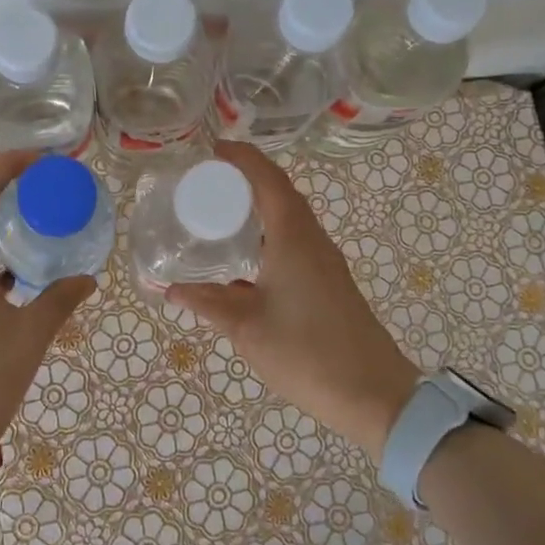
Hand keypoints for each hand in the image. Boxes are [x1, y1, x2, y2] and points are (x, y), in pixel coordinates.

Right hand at [169, 142, 419, 460]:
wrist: (374, 394)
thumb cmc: (306, 352)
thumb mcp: (246, 327)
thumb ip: (207, 303)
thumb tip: (169, 289)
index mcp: (293, 237)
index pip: (267, 178)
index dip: (241, 157)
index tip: (212, 150)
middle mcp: (312, 239)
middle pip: (280, 192)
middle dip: (246, 178)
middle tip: (206, 182)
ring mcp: (324, 260)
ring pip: (289, 217)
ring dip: (259, 206)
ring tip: (220, 213)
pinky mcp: (328, 281)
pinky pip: (295, 240)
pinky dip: (268, 233)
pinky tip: (245, 257)